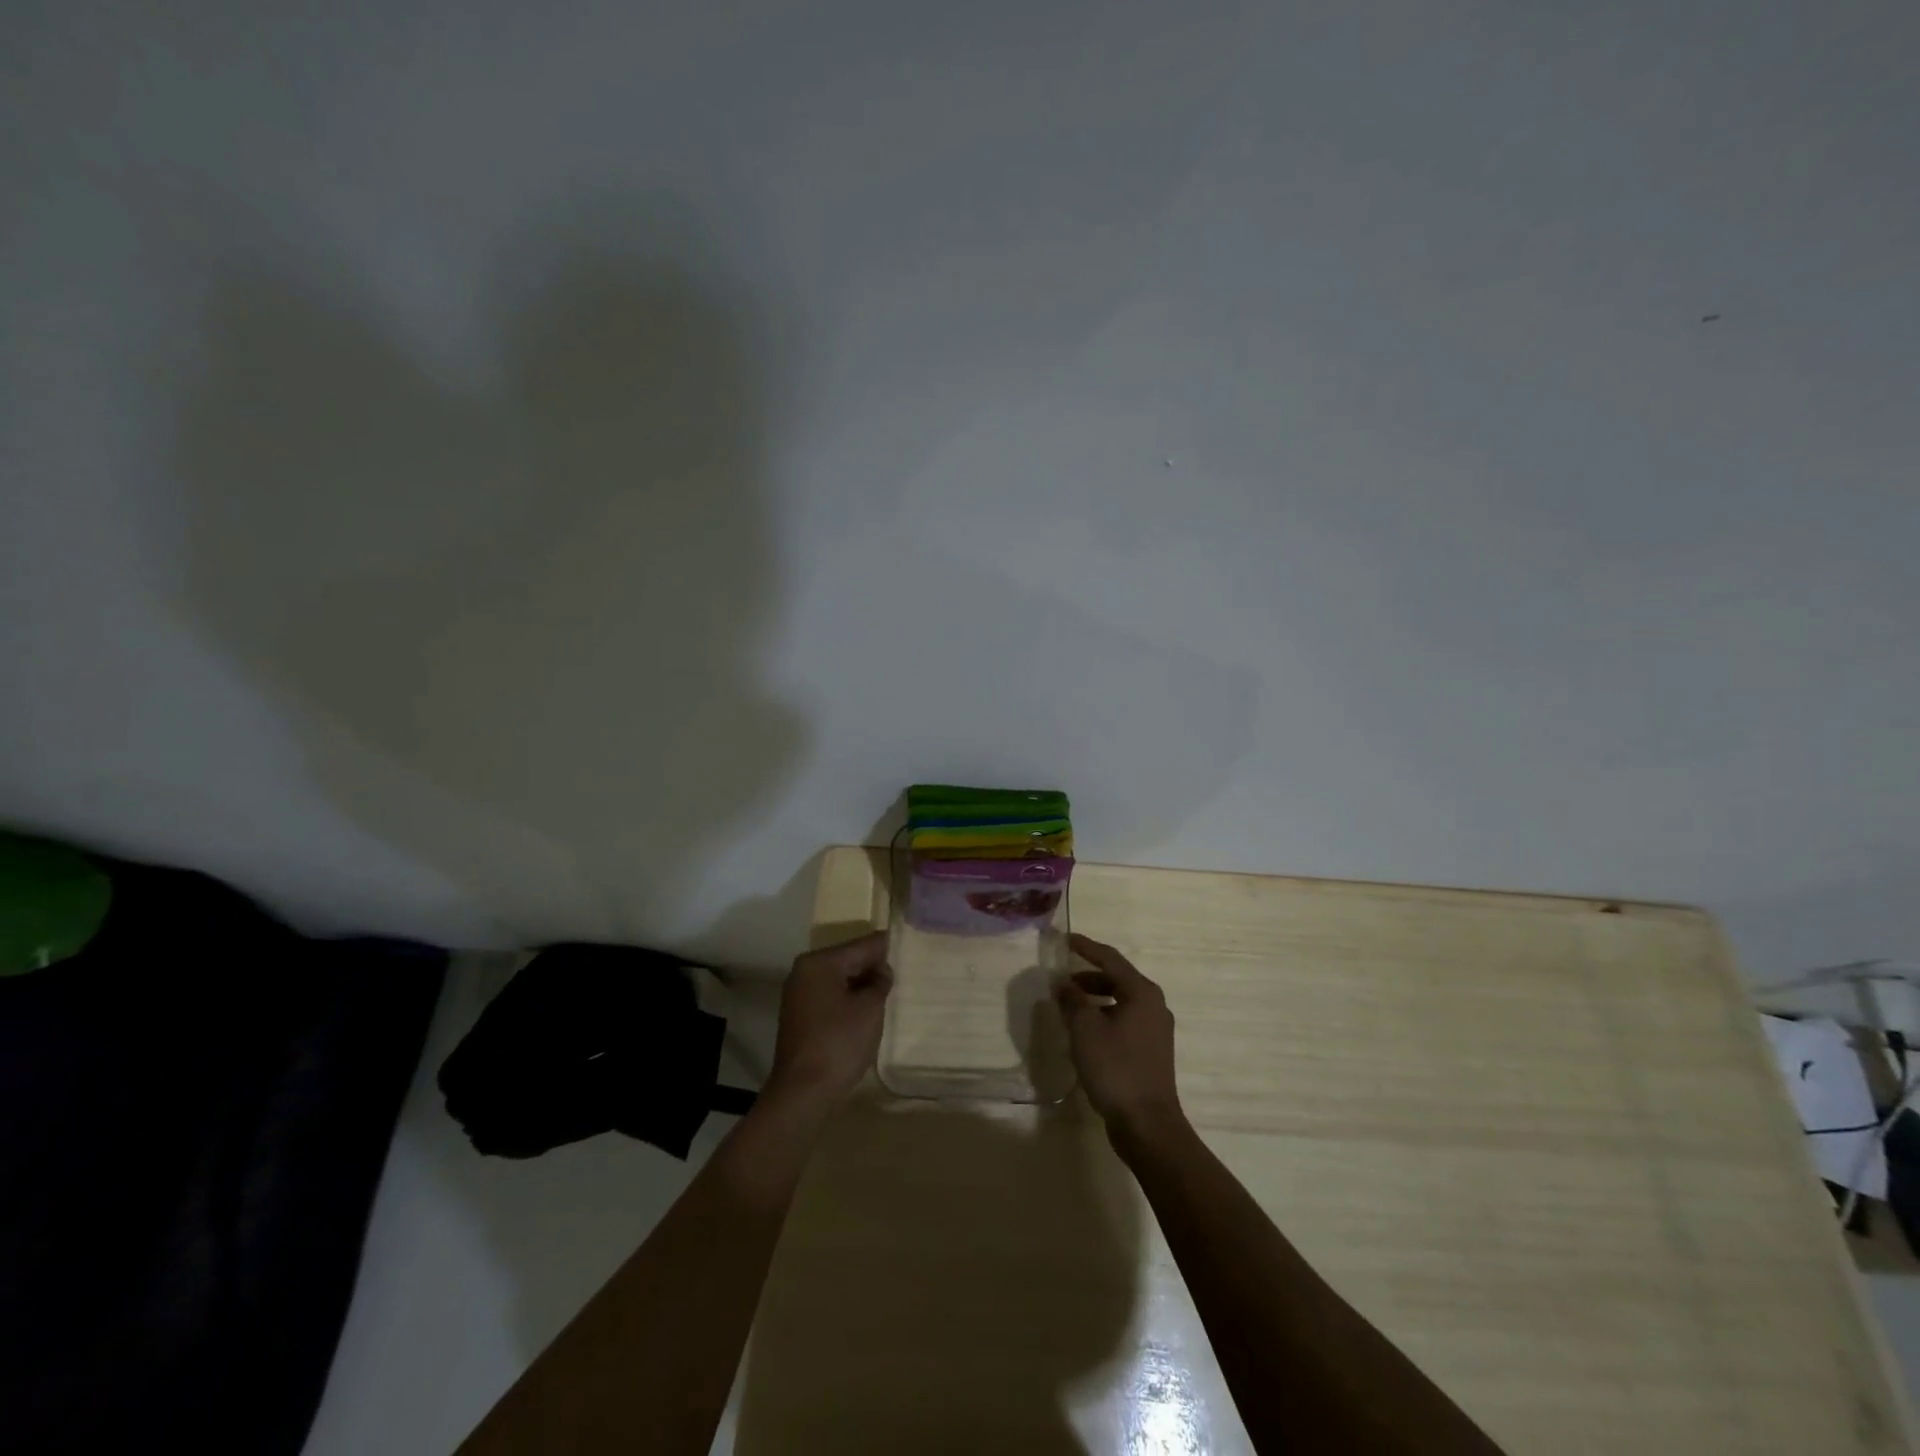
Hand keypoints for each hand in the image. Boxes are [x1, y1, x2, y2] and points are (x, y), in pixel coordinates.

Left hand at [765, 931, 892, 1108]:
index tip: (906, 942)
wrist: (802, 1092)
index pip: (861, 946)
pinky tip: (866, 1011)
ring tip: (887, 991)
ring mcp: (798, 994)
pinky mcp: (799, 1016)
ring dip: (861, 984)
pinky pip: (829, 996)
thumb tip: (880, 971)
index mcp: (820, 963)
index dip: (885, 946)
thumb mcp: (869, 1009)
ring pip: (838, 979)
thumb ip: (879, 982)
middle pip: (847, 960)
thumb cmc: (839, 1043)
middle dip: (872, 966)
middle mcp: (804, 971)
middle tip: (901, 970)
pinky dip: (847, 999)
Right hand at [1056, 934, 1183, 1135]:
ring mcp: (1155, 1029)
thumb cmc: (1115, 1068)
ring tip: (1068, 1006)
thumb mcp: (1085, 1029)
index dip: (1086, 947)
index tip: (1065, 940)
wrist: (1147, 1124)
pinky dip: (1103, 1016)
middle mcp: (1154, 1004)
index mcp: (1142, 992)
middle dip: (1087, 976)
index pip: (1110, 958)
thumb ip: (1072, 1000)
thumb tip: (1063, 983)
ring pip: (1120, 1001)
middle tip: (1062, 979)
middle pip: (1117, 979)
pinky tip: (1084, 1031)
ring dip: (1094, 998)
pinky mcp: (1151, 1050)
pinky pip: (1124, 1020)